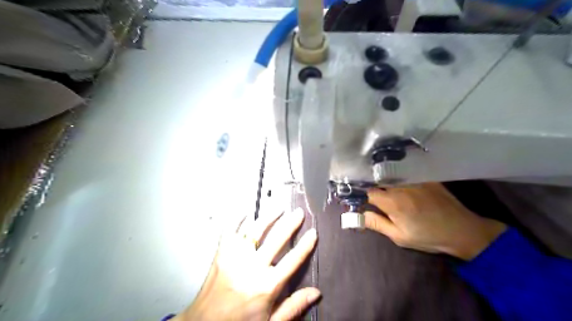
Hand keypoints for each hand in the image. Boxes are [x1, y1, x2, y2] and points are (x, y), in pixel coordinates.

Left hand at [172, 209, 319, 319]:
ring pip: (255, 229)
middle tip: (299, 213)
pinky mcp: (221, 253)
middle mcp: (252, 267)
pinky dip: (238, 218)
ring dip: (269, 216)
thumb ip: (293, 307)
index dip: (305, 245)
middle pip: (277, 238)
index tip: (313, 232)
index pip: (293, 259)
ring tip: (279, 208)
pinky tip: (246, 211)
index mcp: (267, 285)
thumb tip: (316, 293)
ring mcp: (235, 257)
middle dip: (290, 223)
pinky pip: (230, 229)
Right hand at [366, 183, 504, 260]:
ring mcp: (414, 179)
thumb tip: (359, 215)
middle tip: (375, 198)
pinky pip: (405, 174)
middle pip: (379, 181)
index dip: (362, 196)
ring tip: (388, 192)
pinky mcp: (424, 177)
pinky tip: (404, 187)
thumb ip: (377, 224)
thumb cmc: (428, 236)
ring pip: (391, 176)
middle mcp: (401, 186)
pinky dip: (399, 178)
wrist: (462, 230)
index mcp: (392, 201)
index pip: (368, 191)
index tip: (361, 201)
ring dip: (386, 182)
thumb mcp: (399, 237)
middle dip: (373, 188)